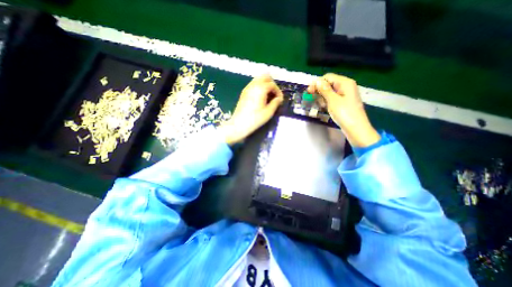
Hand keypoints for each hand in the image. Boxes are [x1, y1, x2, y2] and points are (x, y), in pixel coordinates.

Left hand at [218, 73, 285, 143]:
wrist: (239, 124)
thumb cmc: (255, 119)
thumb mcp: (269, 112)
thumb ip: (276, 103)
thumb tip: (279, 98)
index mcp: (260, 88)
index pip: (272, 84)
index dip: (278, 91)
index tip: (280, 100)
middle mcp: (253, 85)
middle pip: (265, 77)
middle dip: (272, 84)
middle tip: (274, 95)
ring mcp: (247, 88)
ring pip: (258, 79)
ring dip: (265, 85)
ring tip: (268, 96)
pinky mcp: (244, 92)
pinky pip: (253, 84)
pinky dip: (259, 87)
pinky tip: (260, 98)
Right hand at [305, 73, 376, 147]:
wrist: (355, 129)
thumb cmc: (344, 113)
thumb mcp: (333, 100)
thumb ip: (324, 89)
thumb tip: (317, 81)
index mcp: (345, 83)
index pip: (328, 77)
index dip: (317, 83)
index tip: (309, 92)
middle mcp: (346, 86)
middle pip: (329, 83)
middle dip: (319, 90)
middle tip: (311, 99)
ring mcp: (345, 95)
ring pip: (330, 91)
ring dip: (322, 96)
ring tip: (320, 105)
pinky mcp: (344, 102)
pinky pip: (333, 98)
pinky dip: (327, 101)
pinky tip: (324, 107)